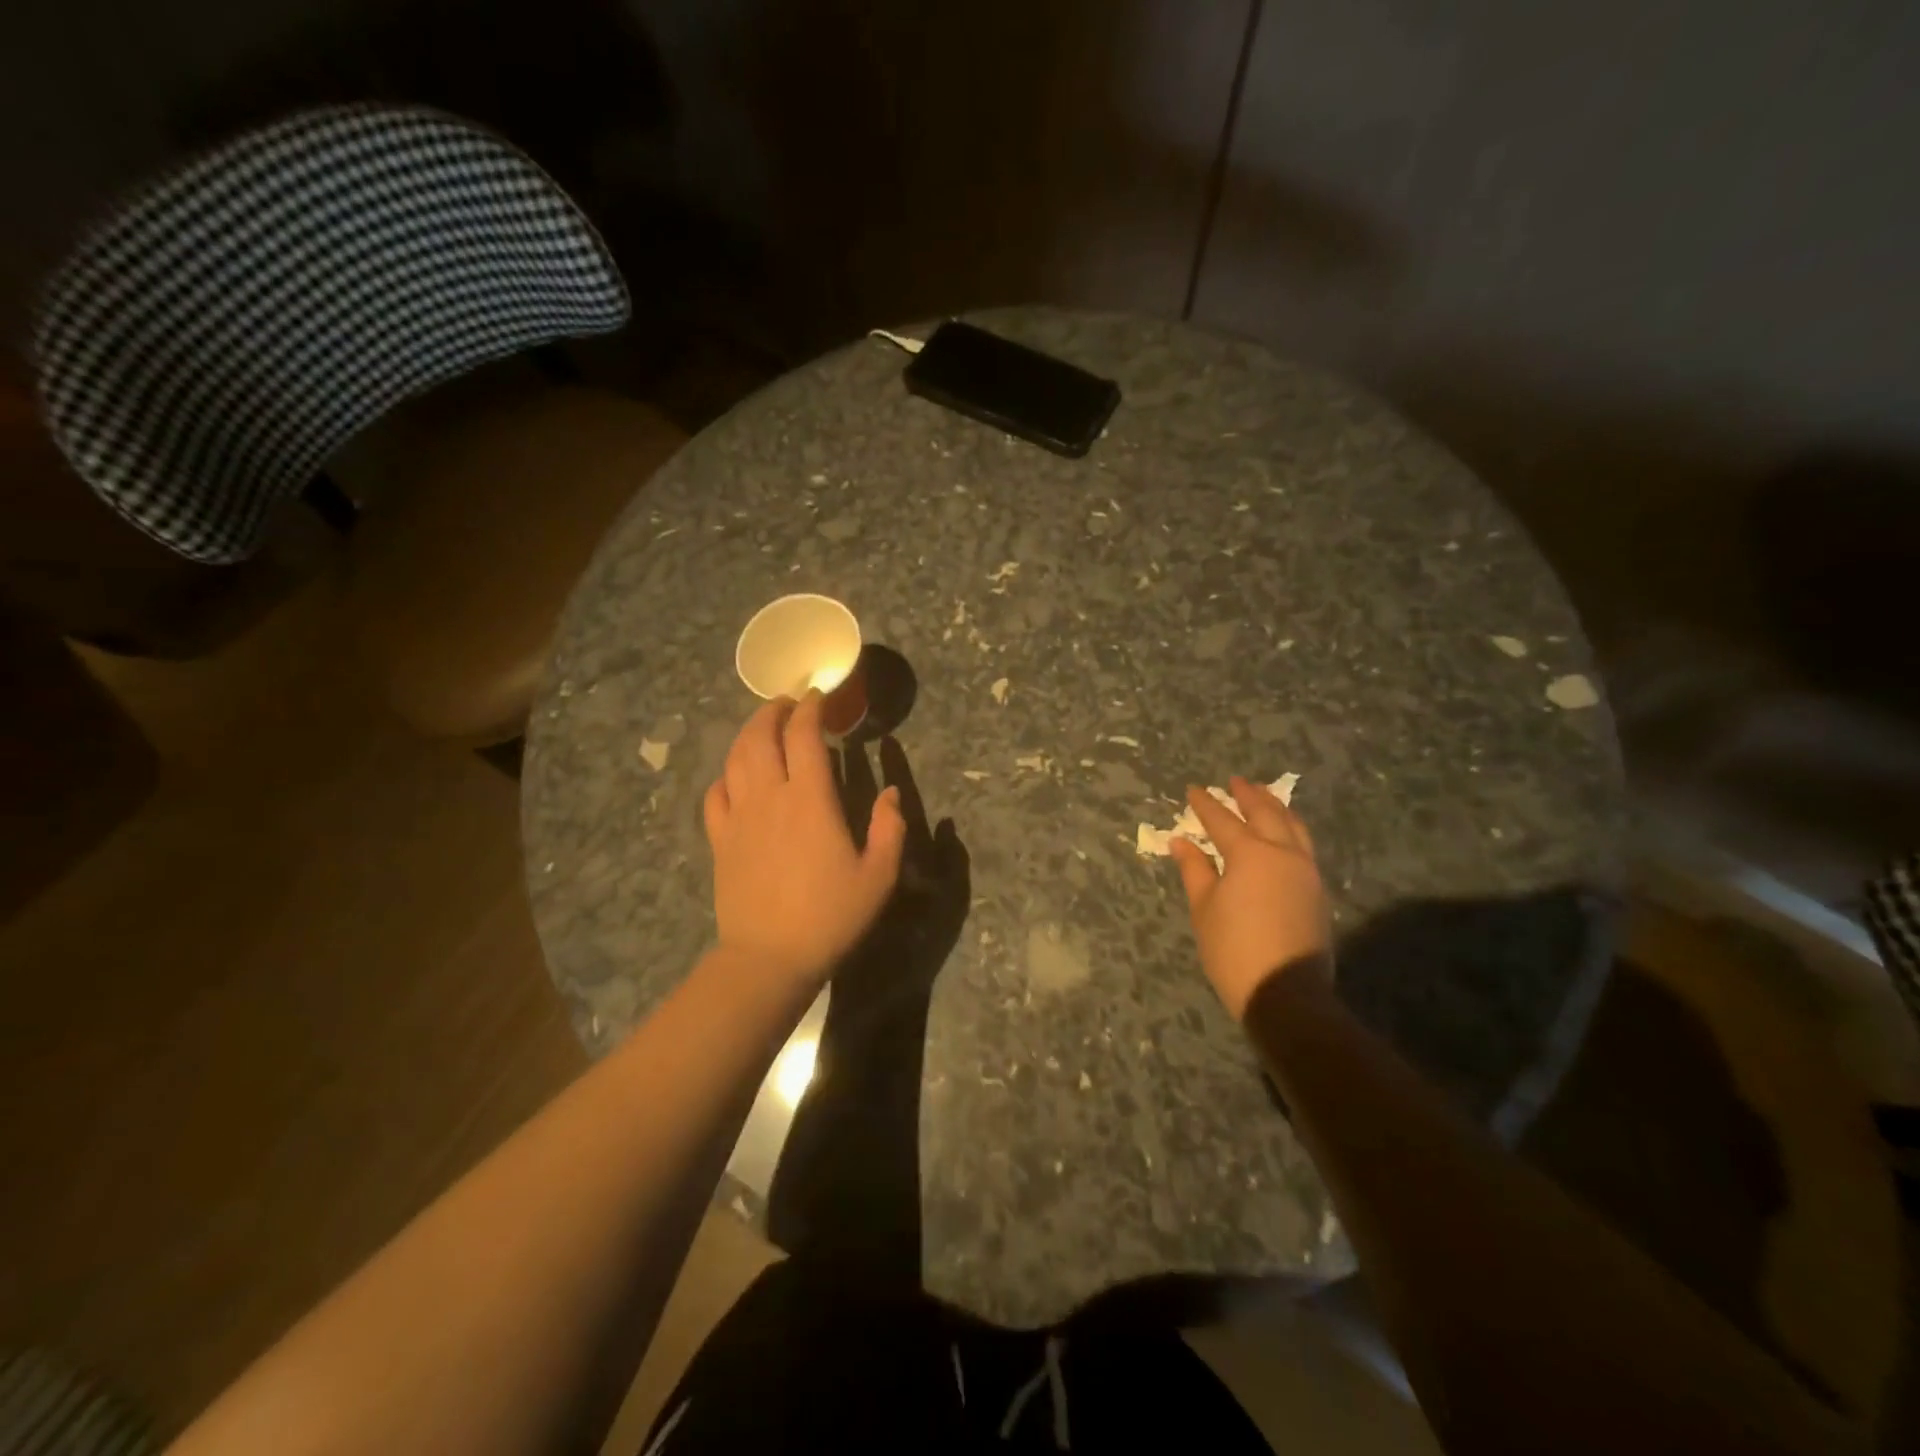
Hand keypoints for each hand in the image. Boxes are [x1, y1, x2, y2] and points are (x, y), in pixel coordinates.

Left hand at [704, 692, 905, 987]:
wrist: (769, 958)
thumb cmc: (830, 916)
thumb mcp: (879, 875)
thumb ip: (890, 828)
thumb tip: (892, 792)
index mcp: (810, 799)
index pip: (804, 735)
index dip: (811, 708)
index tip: (819, 696)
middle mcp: (770, 796)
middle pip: (761, 736)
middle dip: (774, 710)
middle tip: (789, 703)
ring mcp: (739, 817)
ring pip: (735, 758)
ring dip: (749, 733)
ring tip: (763, 726)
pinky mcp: (720, 840)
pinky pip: (716, 794)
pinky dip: (726, 774)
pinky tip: (736, 776)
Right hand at [1171, 777, 1330, 1018]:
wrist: (1286, 993)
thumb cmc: (1234, 950)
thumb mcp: (1204, 909)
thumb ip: (1195, 870)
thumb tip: (1182, 842)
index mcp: (1250, 854)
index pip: (1222, 820)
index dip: (1205, 805)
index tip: (1193, 790)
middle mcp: (1282, 853)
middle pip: (1265, 813)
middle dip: (1248, 795)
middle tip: (1235, 781)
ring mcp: (1306, 871)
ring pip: (1293, 826)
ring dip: (1275, 807)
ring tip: (1264, 796)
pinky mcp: (1318, 891)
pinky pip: (1304, 845)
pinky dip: (1290, 829)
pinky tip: (1283, 832)